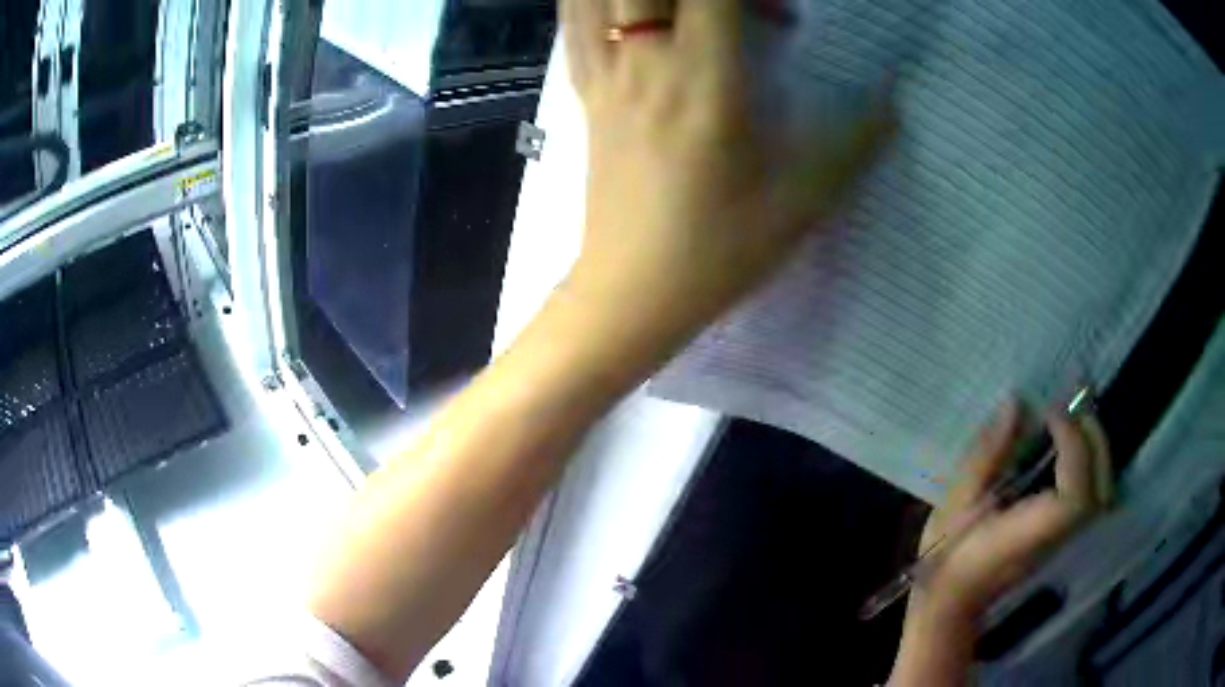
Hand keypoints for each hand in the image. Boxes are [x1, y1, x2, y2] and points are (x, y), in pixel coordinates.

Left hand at [561, 0, 894, 342]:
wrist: (629, 293)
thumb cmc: (715, 253)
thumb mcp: (798, 205)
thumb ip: (850, 145)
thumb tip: (891, 104)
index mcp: (703, 80)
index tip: (781, 11)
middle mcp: (646, 62)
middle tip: (741, 12)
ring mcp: (605, 75)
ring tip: (684, 10)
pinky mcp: (584, 94)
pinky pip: (574, 24)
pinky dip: (590, 1)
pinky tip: (626, 7)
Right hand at [917, 400, 1113, 619]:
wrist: (954, 600)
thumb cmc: (949, 555)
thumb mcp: (956, 502)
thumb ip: (987, 453)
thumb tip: (1014, 403)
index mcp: (1030, 532)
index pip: (1075, 492)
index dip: (1073, 444)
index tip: (1048, 413)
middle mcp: (1057, 535)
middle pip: (1101, 489)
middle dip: (1093, 438)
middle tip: (1069, 408)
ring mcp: (1065, 537)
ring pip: (1104, 490)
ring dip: (1096, 448)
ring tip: (1072, 421)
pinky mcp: (1066, 533)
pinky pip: (1096, 493)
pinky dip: (1093, 462)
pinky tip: (1072, 447)